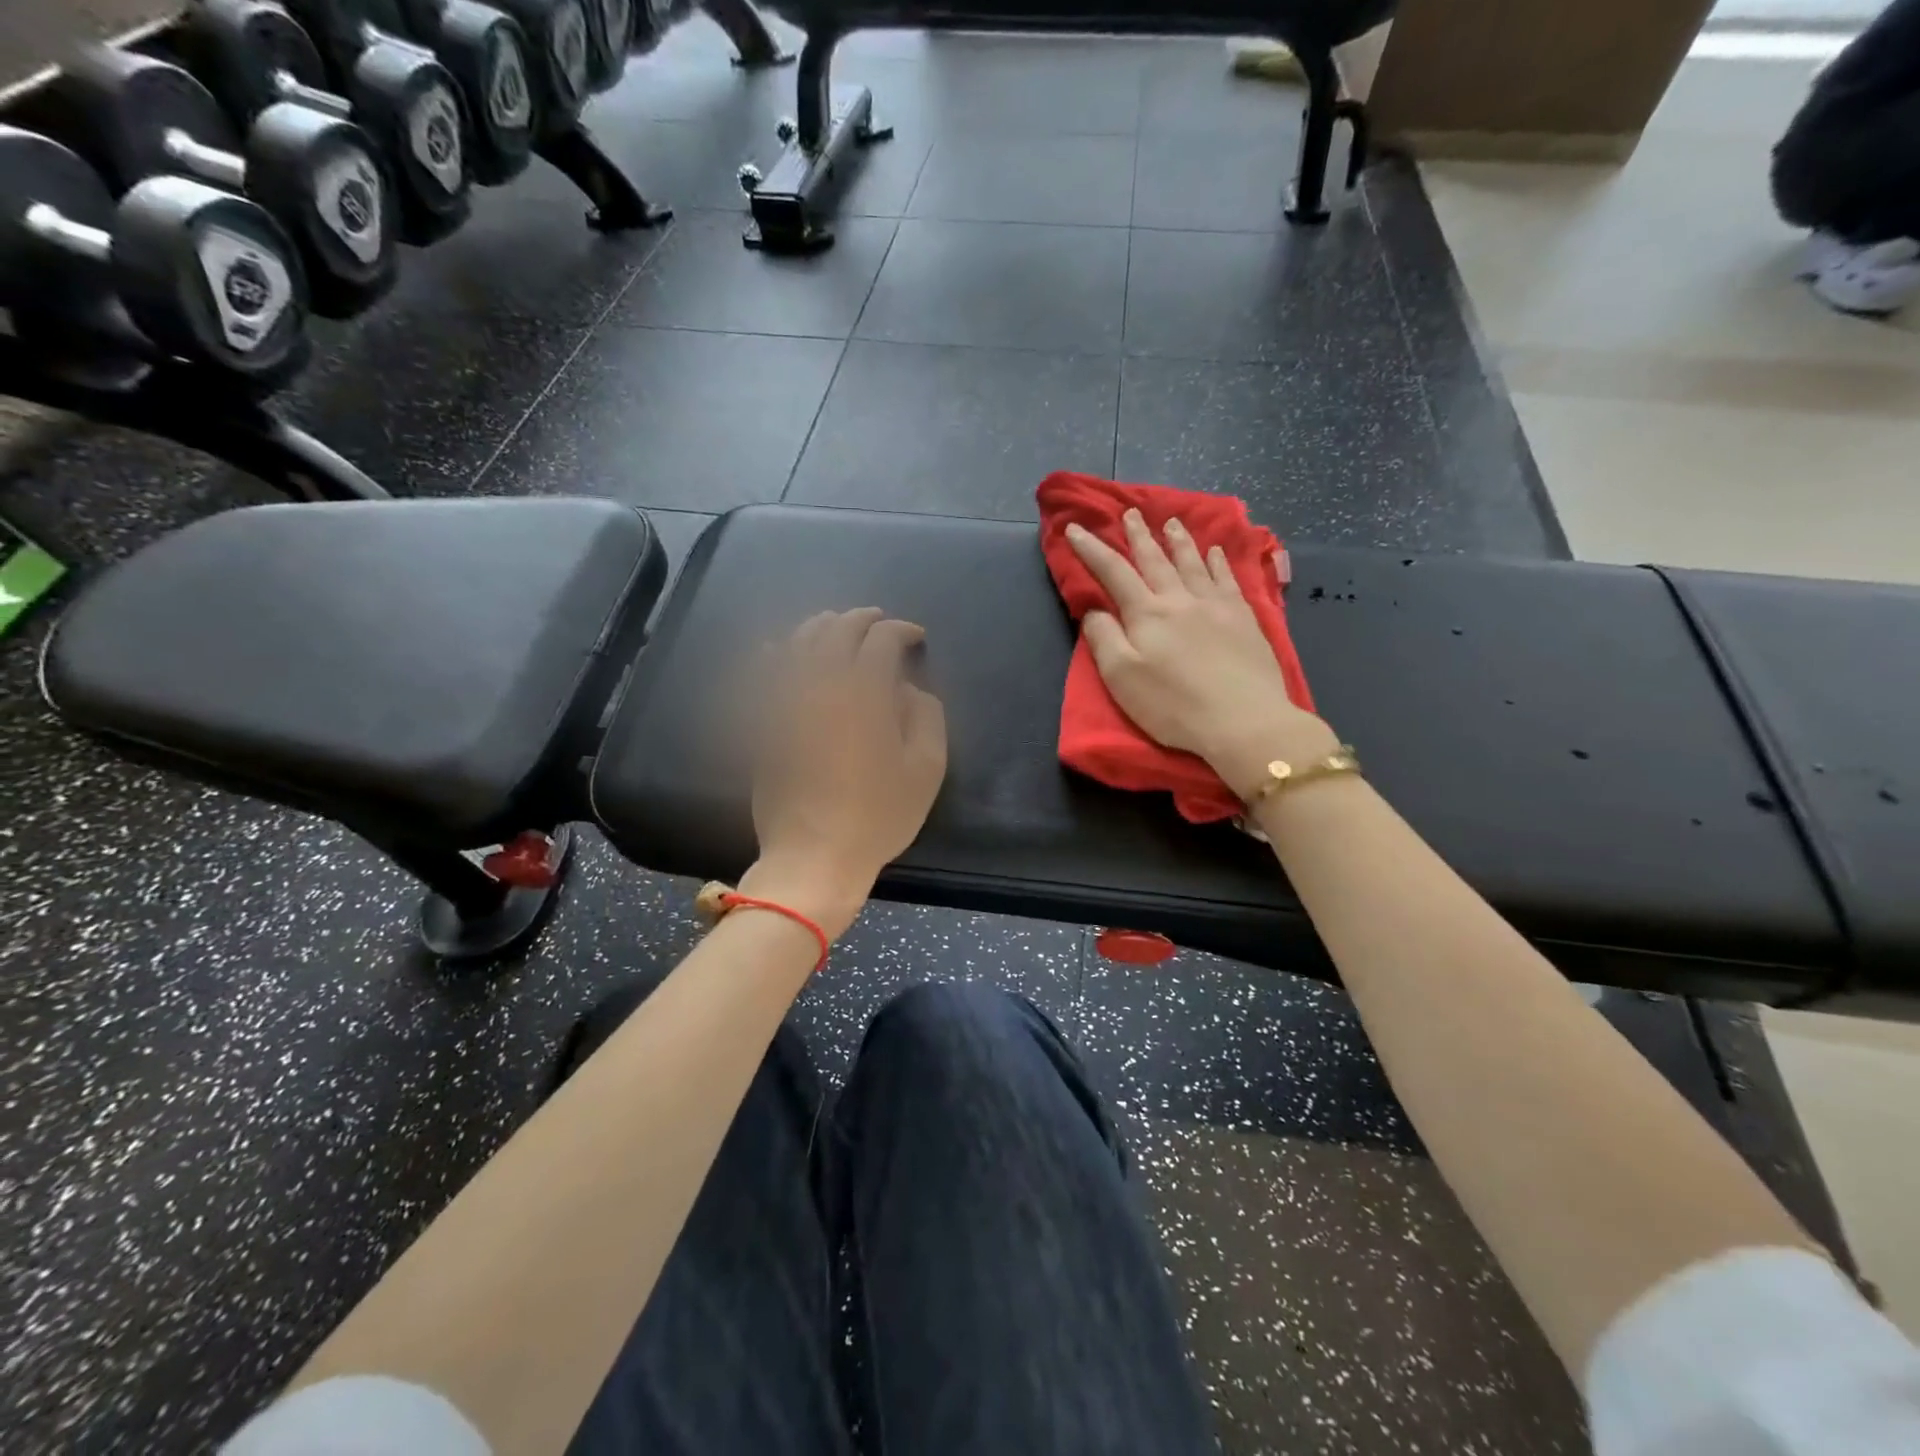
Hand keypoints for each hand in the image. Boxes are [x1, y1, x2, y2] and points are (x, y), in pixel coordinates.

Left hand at [744, 608, 947, 937]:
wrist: (814, 855)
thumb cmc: (878, 816)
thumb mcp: (926, 769)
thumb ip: (926, 716)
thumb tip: (907, 688)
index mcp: (865, 691)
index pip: (882, 640)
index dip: (902, 630)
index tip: (916, 638)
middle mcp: (821, 683)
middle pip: (838, 630)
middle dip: (862, 619)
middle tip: (879, 623)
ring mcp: (785, 700)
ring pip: (798, 643)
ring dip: (822, 627)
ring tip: (837, 627)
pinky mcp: (763, 721)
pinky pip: (762, 674)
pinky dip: (773, 653)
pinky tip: (776, 649)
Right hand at [1066, 510, 1337, 799]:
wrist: (1243, 720)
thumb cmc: (1173, 705)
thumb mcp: (1121, 677)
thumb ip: (1104, 638)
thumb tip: (1094, 609)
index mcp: (1146, 614)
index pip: (1113, 572)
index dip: (1092, 549)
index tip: (1076, 528)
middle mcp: (1180, 599)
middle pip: (1155, 560)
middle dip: (1139, 535)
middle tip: (1131, 513)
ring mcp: (1216, 605)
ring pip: (1193, 563)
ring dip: (1178, 540)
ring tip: (1171, 521)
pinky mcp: (1243, 618)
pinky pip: (1227, 578)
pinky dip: (1218, 561)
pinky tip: (1215, 551)